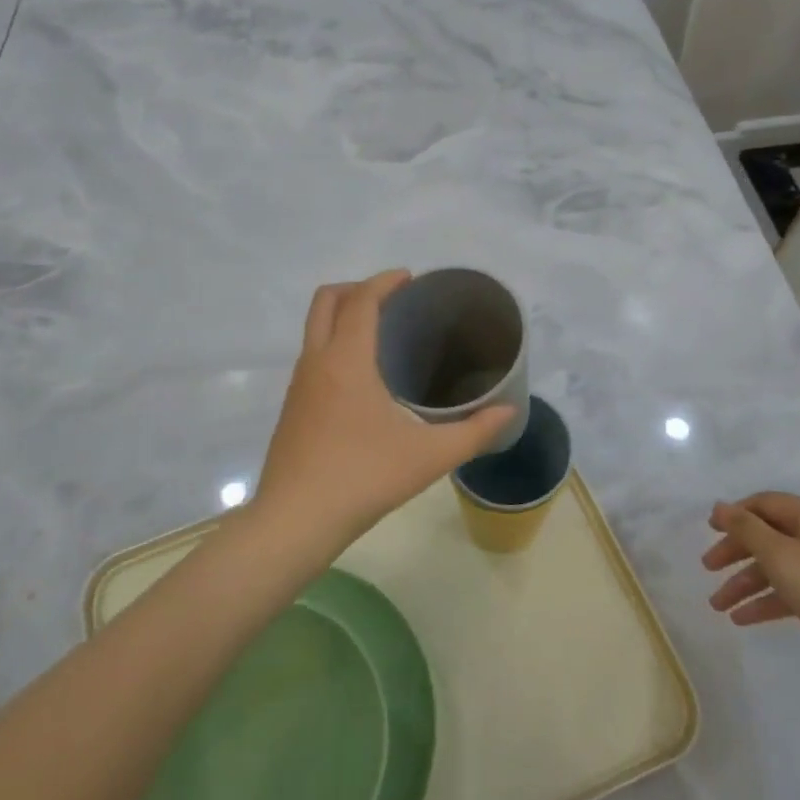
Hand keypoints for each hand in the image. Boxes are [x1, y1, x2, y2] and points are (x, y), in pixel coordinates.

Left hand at [253, 270, 515, 551]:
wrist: (294, 521)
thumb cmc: (362, 478)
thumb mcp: (428, 456)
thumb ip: (473, 432)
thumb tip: (508, 412)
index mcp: (346, 360)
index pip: (361, 300)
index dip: (384, 281)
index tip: (410, 278)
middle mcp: (316, 362)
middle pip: (326, 300)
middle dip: (357, 289)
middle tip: (392, 300)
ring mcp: (299, 385)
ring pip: (314, 328)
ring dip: (343, 316)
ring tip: (381, 335)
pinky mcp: (292, 408)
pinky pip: (312, 355)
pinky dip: (334, 344)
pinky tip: (361, 379)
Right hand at [701, 492, 799, 657]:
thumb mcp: (777, 554)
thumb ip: (745, 528)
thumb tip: (720, 506)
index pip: (764, 503)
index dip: (734, 514)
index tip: (709, 530)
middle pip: (768, 535)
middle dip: (735, 553)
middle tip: (707, 568)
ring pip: (777, 566)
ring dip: (746, 583)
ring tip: (718, 606)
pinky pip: (792, 589)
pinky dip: (768, 600)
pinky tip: (742, 619)